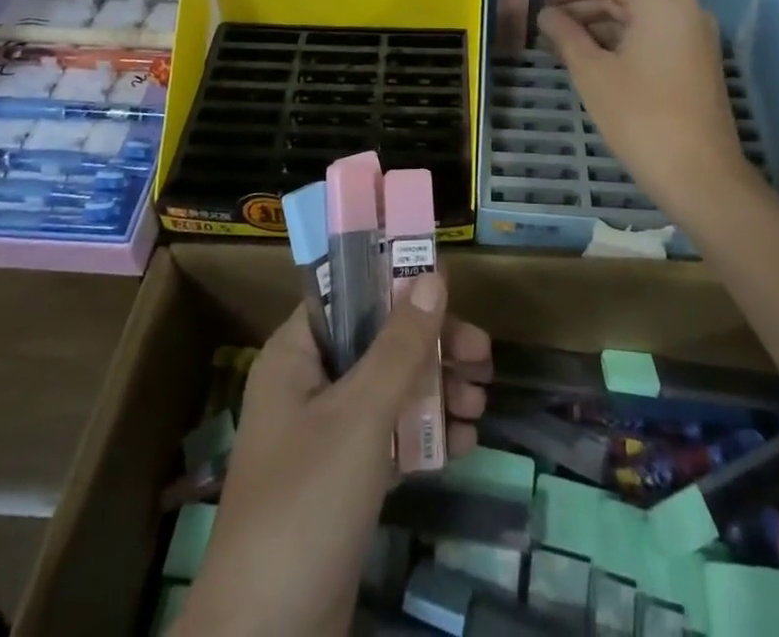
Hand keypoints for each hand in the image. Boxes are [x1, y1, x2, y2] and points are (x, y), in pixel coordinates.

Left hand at [174, 275, 490, 636]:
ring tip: (482, 404)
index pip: (348, 295)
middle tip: (483, 357)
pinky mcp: (344, 481)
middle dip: (432, 347)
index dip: (395, 283)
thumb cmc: (307, 503)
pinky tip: (466, 445)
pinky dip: (426, 436)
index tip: (447, 287)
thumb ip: (399, 346)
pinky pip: (391, 437)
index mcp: (295, 355)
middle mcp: (308, 385)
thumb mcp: (359, 416)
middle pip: (378, 343)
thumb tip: (433, 275)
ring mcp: (326, 436)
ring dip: (437, 391)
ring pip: (390, 390)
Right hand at [536, 0, 753, 216]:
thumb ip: (566, 35)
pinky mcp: (695, 60)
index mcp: (661, 1)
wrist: (700, 177)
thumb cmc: (640, 117)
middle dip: (583, 6)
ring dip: (599, 25)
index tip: (541, 1)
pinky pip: (652, 35)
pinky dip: (620, 41)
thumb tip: (546, 15)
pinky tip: (591, 59)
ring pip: (637, 16)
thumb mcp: (593, 73)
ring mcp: (694, 35)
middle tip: (546, 25)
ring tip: (560, 44)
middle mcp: (684, 8)